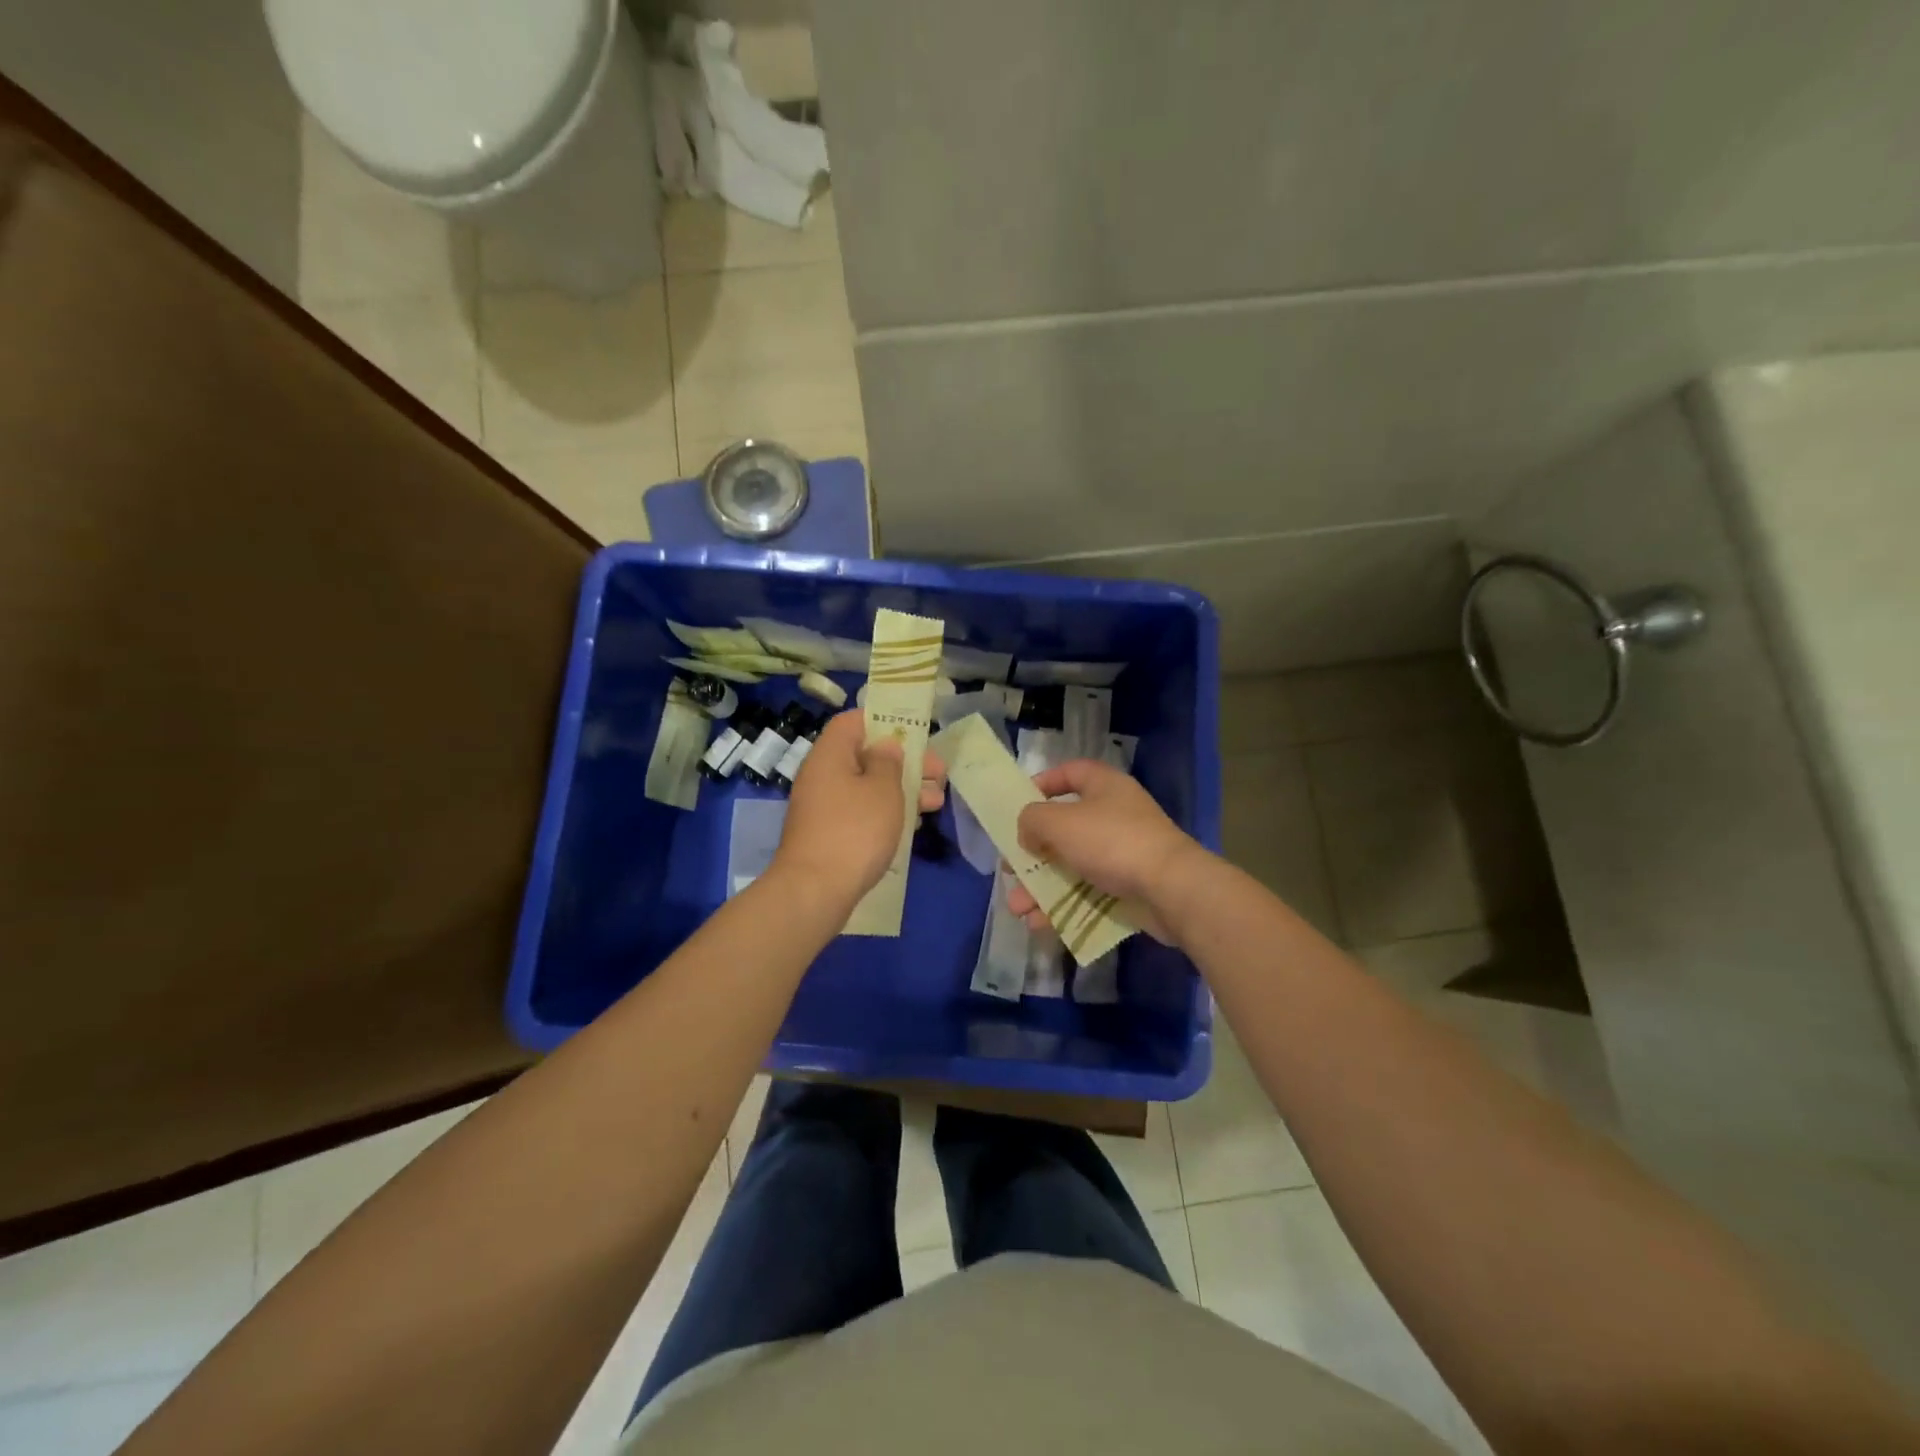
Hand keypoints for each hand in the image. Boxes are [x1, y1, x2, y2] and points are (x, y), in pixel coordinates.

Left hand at [772, 711, 946, 904]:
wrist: (814, 891)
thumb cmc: (855, 831)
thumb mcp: (883, 790)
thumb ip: (889, 762)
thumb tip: (885, 747)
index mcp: (830, 754)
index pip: (853, 722)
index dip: (884, 721)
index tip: (914, 733)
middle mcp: (822, 775)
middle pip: (865, 756)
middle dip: (904, 762)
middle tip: (939, 774)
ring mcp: (822, 807)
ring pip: (866, 787)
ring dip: (901, 790)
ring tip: (936, 802)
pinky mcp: (828, 834)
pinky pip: (860, 812)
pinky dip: (885, 813)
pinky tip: (913, 824)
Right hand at [1006, 758, 1204, 943]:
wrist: (1171, 889)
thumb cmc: (1112, 842)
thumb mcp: (1060, 822)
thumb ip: (1032, 820)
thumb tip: (1028, 832)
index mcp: (1104, 786)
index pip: (1070, 773)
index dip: (1042, 783)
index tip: (1018, 804)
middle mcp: (1115, 814)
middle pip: (1064, 828)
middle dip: (1033, 853)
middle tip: (1011, 870)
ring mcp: (1124, 853)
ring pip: (1072, 867)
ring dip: (1042, 888)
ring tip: (1018, 909)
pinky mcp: (1130, 887)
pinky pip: (1089, 894)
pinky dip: (1064, 907)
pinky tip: (1041, 924)